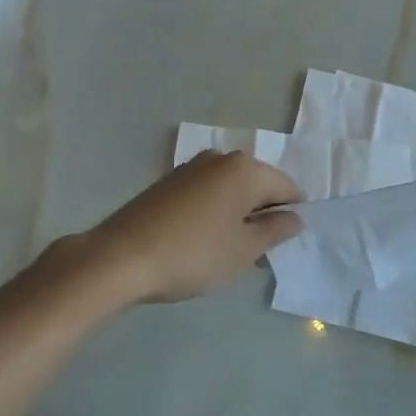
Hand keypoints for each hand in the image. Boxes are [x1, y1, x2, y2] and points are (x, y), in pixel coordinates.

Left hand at [85, 150, 304, 302]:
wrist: (121, 257)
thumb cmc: (193, 254)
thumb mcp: (244, 250)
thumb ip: (275, 230)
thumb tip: (294, 217)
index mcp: (245, 169)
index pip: (287, 188)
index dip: (292, 217)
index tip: (282, 246)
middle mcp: (220, 158)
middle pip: (259, 185)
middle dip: (263, 216)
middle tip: (257, 254)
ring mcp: (191, 168)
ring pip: (231, 190)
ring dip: (238, 216)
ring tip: (229, 253)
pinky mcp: (169, 182)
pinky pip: (208, 193)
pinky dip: (215, 213)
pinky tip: (204, 242)